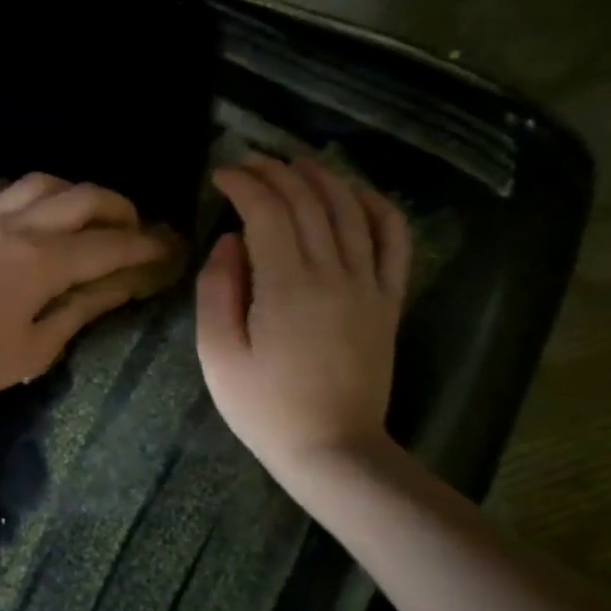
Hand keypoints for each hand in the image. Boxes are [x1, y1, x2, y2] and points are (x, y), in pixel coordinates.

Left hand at [0, 173, 177, 407]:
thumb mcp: (38, 346)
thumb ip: (83, 308)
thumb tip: (122, 286)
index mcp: (45, 261)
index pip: (111, 244)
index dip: (145, 246)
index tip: (169, 249)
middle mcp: (23, 225)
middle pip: (86, 196)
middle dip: (121, 209)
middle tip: (135, 231)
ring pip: (48, 182)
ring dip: (80, 194)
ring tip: (91, 219)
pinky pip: (15, 191)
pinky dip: (44, 196)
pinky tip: (47, 218)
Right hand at [195, 154, 411, 485]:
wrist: (332, 448)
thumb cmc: (264, 407)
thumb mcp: (218, 355)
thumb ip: (217, 291)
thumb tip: (228, 241)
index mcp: (286, 285)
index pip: (267, 210)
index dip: (243, 182)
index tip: (220, 174)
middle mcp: (334, 272)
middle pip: (308, 200)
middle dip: (275, 171)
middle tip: (248, 162)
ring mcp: (369, 283)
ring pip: (351, 207)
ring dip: (321, 176)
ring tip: (293, 163)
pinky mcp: (389, 299)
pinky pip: (393, 237)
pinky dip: (376, 205)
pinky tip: (355, 193)